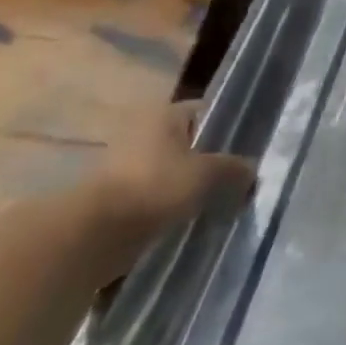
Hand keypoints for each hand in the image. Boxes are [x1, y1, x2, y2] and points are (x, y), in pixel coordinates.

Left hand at [85, 101, 254, 252]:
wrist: (94, 234)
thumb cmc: (156, 186)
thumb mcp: (209, 174)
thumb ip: (235, 168)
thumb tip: (251, 170)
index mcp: (165, 116)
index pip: (206, 111)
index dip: (229, 125)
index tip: (250, 145)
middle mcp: (144, 133)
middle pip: (190, 142)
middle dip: (213, 159)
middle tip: (240, 176)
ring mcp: (127, 166)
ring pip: (175, 171)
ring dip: (193, 185)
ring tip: (221, 201)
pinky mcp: (118, 197)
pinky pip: (158, 195)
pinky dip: (175, 205)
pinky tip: (196, 218)